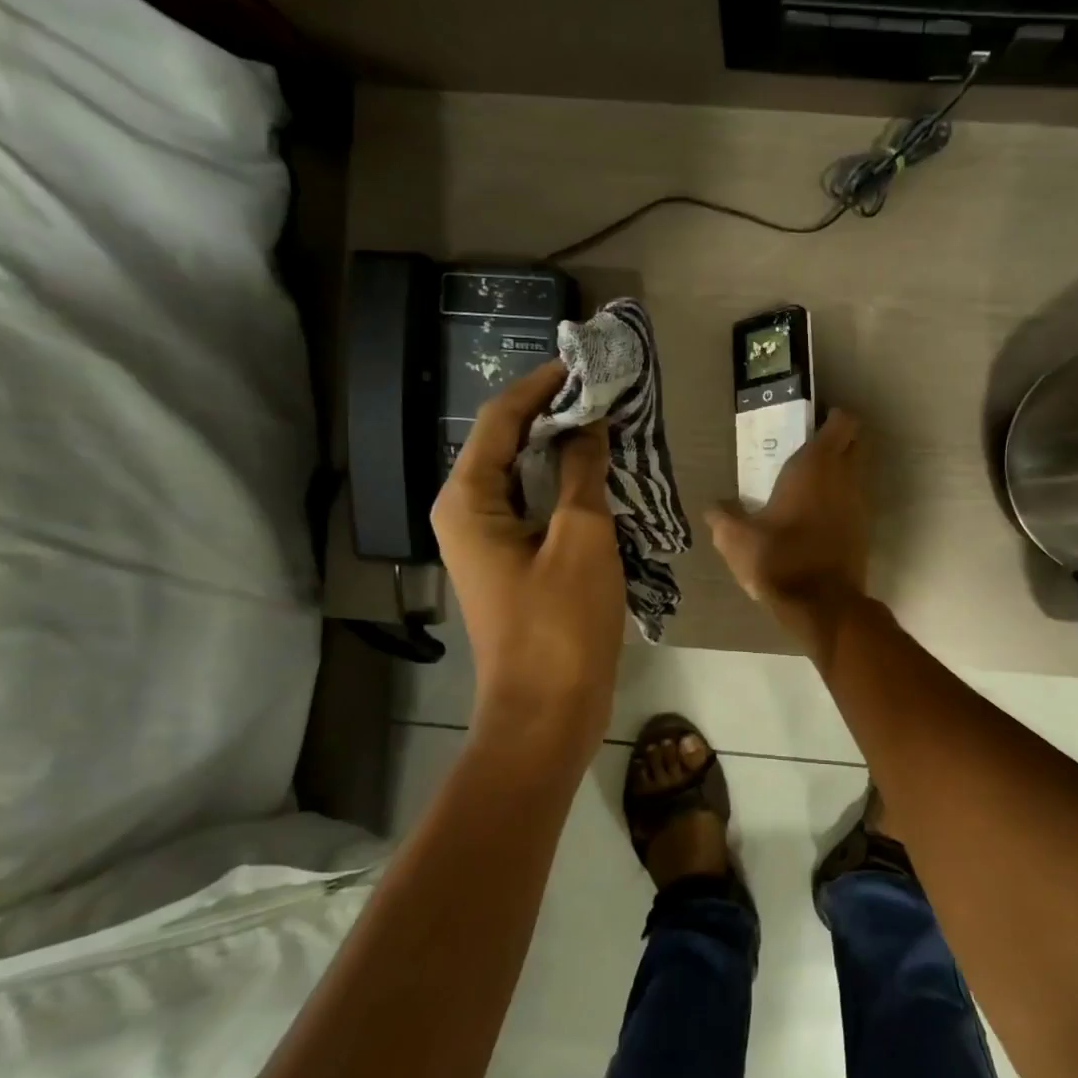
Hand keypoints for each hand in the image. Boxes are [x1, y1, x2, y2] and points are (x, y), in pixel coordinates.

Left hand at [431, 362, 625, 771]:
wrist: (546, 713)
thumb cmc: (560, 625)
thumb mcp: (582, 538)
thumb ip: (582, 472)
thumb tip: (588, 423)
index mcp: (468, 500)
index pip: (499, 419)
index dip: (540, 386)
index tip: (583, 364)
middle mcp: (468, 514)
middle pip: (507, 444)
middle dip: (554, 415)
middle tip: (605, 394)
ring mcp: (489, 543)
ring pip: (525, 477)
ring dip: (563, 451)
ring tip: (610, 427)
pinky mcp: (513, 565)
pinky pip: (537, 509)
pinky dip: (567, 488)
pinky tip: (602, 479)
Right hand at [706, 409, 869, 656]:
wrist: (822, 606)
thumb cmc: (779, 559)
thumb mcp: (736, 539)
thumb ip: (723, 518)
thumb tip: (713, 507)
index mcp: (816, 465)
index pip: (843, 421)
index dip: (831, 416)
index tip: (811, 422)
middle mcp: (845, 477)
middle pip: (855, 442)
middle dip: (837, 440)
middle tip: (805, 449)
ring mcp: (860, 504)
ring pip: (856, 473)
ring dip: (839, 472)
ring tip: (805, 485)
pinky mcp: (864, 530)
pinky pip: (854, 501)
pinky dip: (840, 500)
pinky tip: (814, 517)